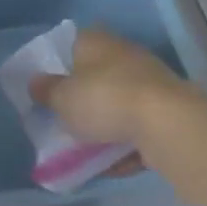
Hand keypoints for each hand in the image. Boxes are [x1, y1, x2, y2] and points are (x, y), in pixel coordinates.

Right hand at [31, 29, 203, 146]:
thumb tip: (35, 82)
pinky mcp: (171, 110)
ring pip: (120, 102)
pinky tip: (114, 164)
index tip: (51, 89)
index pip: (72, 44)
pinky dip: (127, 143)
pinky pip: (140, 127)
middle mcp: (124, 53)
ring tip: (88, 150)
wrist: (169, 125)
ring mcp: (151, 81)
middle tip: (68, 121)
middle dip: (85, 98)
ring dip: (107, 124)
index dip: (60, 66)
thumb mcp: (62, 99)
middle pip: (97, 75)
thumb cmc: (105, 100)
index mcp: (95, 41)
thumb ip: (46, 91)